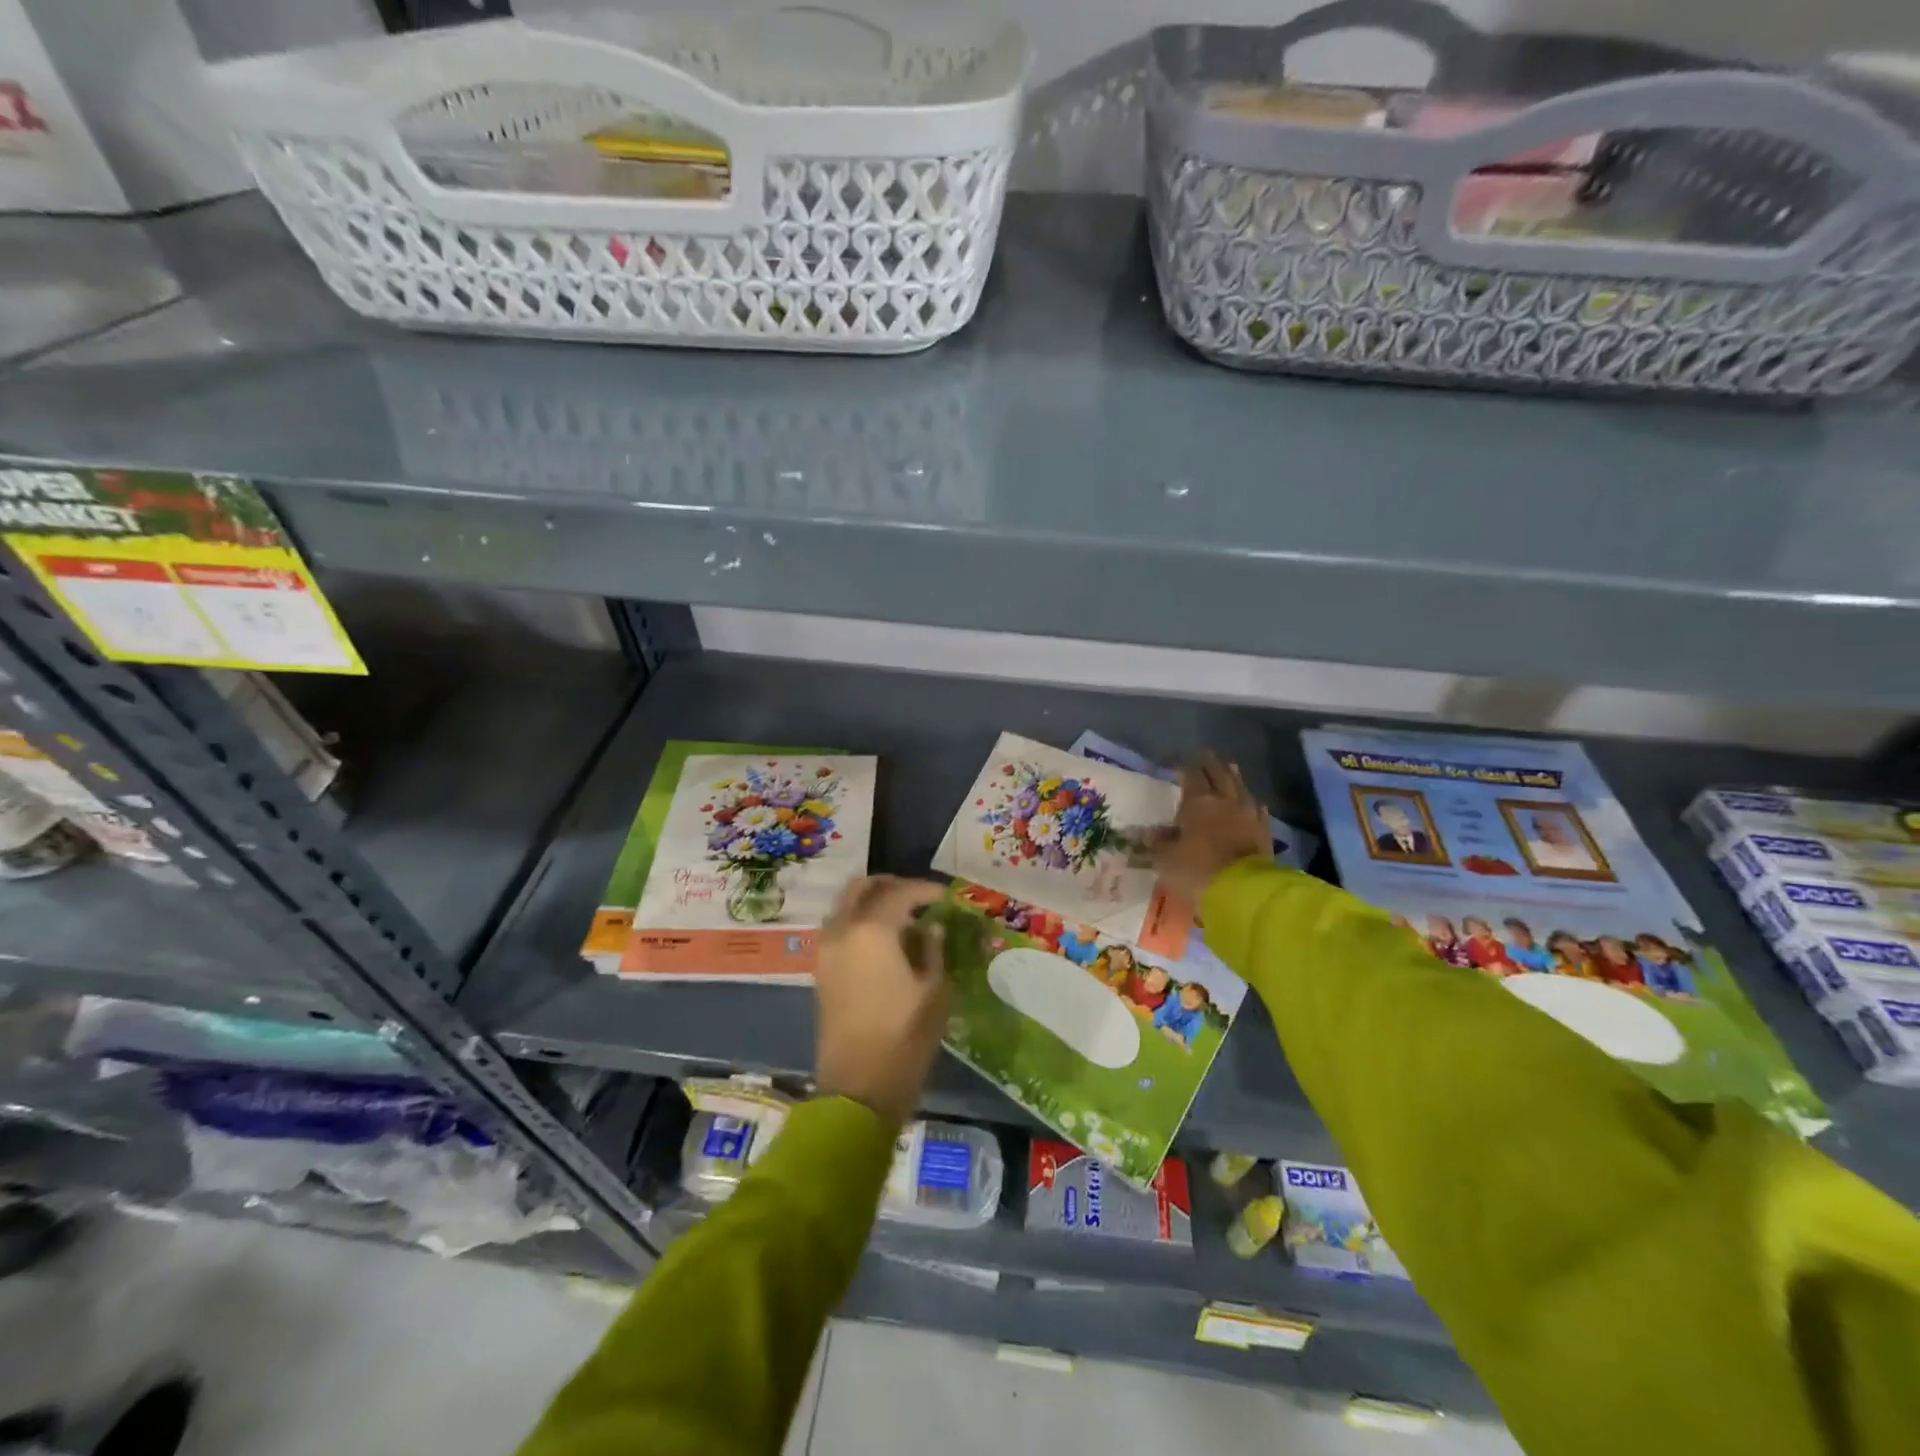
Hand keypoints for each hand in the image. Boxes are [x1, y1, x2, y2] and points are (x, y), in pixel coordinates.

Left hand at [814, 876, 950, 1126]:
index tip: (945, 896)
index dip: (925, 889)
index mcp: (872, 931)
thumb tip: (933, 928)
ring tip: (903, 918)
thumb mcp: (935, 991)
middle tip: (918, 898)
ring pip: (845, 905)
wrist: (858, 1089)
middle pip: (861, 888)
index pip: (900, 892)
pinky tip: (885, 941)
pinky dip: (859, 921)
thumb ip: (933, 950)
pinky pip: (839, 928)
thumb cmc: (905, 1038)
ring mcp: (827, 950)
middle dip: (891, 886)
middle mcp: (843, 931)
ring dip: (872, 901)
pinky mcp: (821, 970)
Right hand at [1153, 753, 1271, 903]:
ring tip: (1230, 767)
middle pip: (1219, 775)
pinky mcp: (1264, 833)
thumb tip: (1147, 833)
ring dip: (1233, 777)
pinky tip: (1252, 802)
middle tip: (1206, 755)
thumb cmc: (1196, 870)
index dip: (1185, 768)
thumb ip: (1157, 843)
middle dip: (1211, 764)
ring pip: (1241, 788)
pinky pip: (1257, 811)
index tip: (1178, 764)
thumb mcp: (1165, 859)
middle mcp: (1226, 802)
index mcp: (1198, 802)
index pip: (1192, 775)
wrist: (1243, 893)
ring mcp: (1249, 816)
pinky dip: (1251, 803)